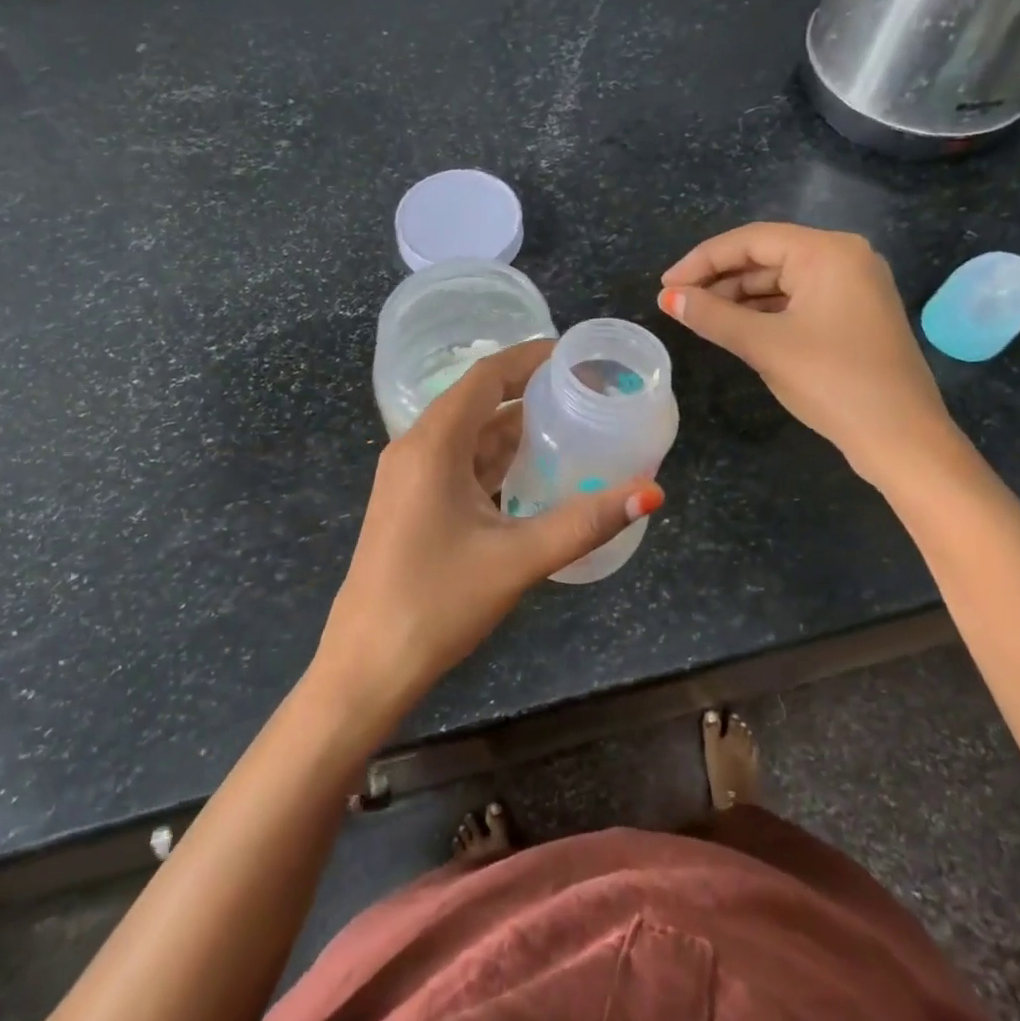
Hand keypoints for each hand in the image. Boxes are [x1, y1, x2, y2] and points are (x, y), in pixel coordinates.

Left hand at [315, 339, 663, 728]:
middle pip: (477, 402)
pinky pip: (459, 465)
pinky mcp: (412, 505)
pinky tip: (532, 474)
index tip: (574, 355)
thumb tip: (652, 491)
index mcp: (433, 444)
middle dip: (528, 392)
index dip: (529, 357)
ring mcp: (409, 479)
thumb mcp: (518, 558)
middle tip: (583, 393)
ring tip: (569, 426)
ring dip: (513, 429)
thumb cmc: (437, 602)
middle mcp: (415, 449)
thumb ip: (585, 521)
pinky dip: (496, 461)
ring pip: (469, 437)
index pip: (486, 377)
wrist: (367, 666)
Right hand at [659, 222, 955, 486]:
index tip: (665, 285)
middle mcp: (844, 258)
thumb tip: (668, 299)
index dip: (702, 260)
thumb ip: (713, 316)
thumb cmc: (832, 381)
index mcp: (828, 252)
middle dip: (719, 278)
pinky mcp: (854, 314)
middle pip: (767, 256)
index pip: (751, 240)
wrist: (901, 437)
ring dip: (739, 297)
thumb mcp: (765, 345)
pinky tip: (736, 328)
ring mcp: (853, 286)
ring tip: (700, 317)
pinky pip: (799, 300)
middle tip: (678, 303)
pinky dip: (765, 312)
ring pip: (781, 280)